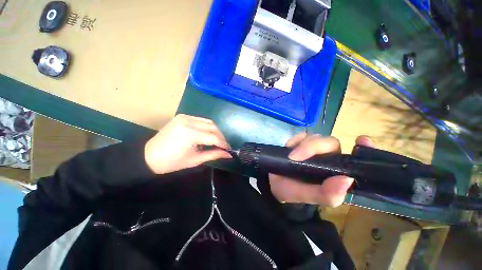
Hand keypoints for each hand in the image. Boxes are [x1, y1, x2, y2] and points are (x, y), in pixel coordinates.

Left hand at [144, 114, 230, 173]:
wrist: (148, 156)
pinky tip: (207, 135)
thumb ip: (214, 155)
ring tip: (217, 141)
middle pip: (213, 127)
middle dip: (221, 137)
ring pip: (208, 122)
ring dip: (215, 131)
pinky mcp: (182, 117)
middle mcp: (188, 122)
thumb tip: (228, 154)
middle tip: (224, 146)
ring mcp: (185, 117)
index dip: (223, 143)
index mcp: (190, 134)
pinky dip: (207, 127)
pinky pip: (201, 120)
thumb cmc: (171, 162)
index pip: (214, 137)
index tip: (229, 149)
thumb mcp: (195, 160)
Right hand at [269, 133, 373, 206]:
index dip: (364, 148)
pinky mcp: (301, 143)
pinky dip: (294, 141)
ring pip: (315, 137)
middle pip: (330, 143)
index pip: (356, 158)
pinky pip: (301, 136)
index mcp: (337, 172)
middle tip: (295, 157)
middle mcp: (329, 157)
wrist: (274, 183)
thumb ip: (327, 194)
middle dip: (313, 147)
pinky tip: (289, 148)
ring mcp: (314, 148)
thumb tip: (347, 179)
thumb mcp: (309, 197)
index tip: (362, 141)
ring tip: (290, 157)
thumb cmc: (293, 191)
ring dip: (302, 145)